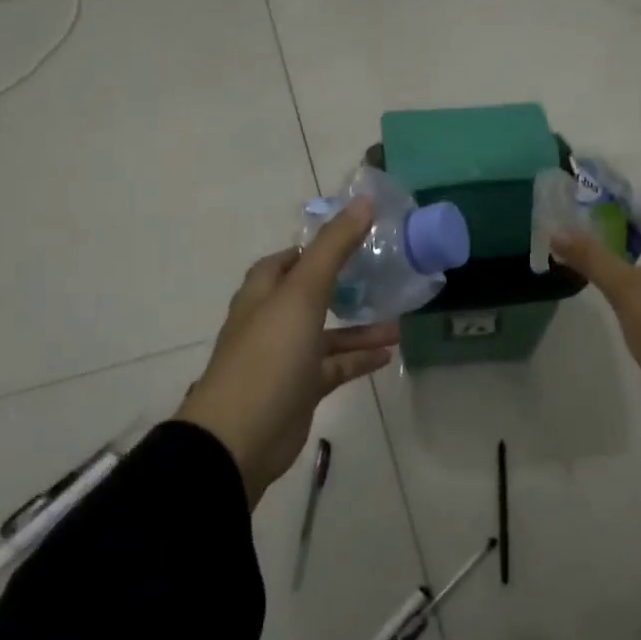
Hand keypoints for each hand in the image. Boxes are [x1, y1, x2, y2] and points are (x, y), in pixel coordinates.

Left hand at [176, 199, 398, 506]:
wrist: (240, 437)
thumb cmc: (269, 356)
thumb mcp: (303, 294)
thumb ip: (334, 248)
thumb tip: (363, 202)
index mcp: (263, 294)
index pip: (286, 260)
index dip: (315, 248)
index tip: (353, 240)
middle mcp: (272, 321)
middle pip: (311, 295)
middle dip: (345, 286)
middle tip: (383, 277)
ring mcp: (286, 358)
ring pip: (328, 334)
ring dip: (360, 327)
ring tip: (400, 320)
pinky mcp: (300, 389)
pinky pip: (335, 367)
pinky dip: (359, 359)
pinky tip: (389, 353)